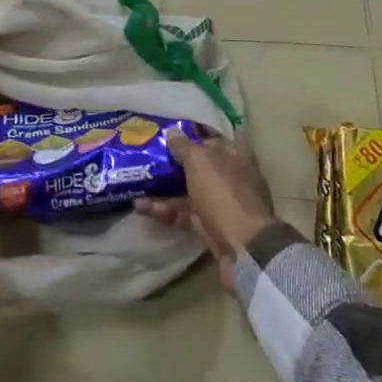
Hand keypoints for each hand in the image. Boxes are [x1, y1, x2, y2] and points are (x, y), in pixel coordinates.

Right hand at [136, 131, 276, 298]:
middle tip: (145, 159)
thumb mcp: (200, 162)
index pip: (209, 139)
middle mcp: (229, 177)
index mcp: (234, 155)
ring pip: (189, 192)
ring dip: (164, 190)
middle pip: (198, 167)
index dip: (188, 136)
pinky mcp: (211, 228)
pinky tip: (143, 208)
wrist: (245, 249)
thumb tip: (172, 133)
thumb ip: (184, 146)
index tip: (163, 135)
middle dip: (172, 164)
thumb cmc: (223, 194)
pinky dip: (166, 212)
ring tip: (136, 186)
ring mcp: (221, 204)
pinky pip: (185, 215)